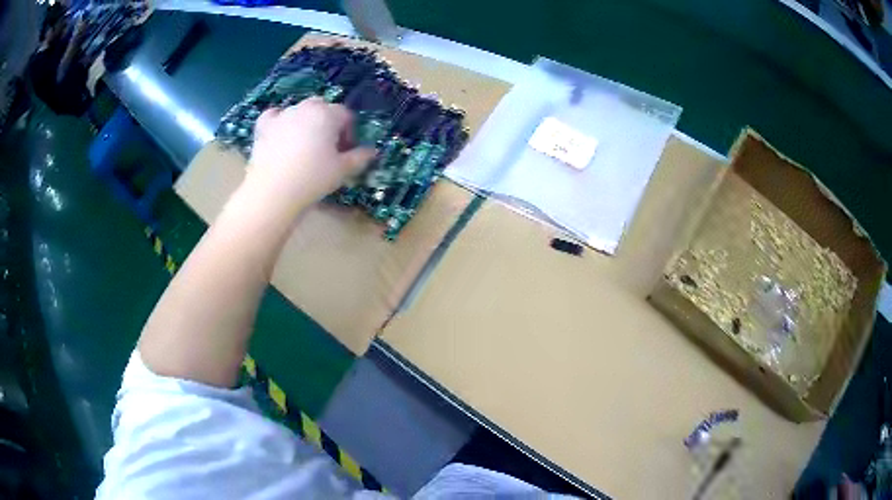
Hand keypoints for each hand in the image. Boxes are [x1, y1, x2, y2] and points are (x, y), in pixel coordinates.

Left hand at [246, 98, 375, 211]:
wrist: (273, 191)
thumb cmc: (313, 178)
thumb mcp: (342, 170)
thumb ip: (360, 157)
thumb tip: (373, 151)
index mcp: (328, 114)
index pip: (346, 115)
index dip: (349, 133)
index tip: (346, 152)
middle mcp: (305, 108)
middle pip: (323, 108)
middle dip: (328, 123)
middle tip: (327, 148)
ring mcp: (283, 115)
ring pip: (300, 110)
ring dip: (306, 122)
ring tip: (304, 146)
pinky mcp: (263, 126)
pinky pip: (274, 115)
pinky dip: (279, 121)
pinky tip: (281, 133)